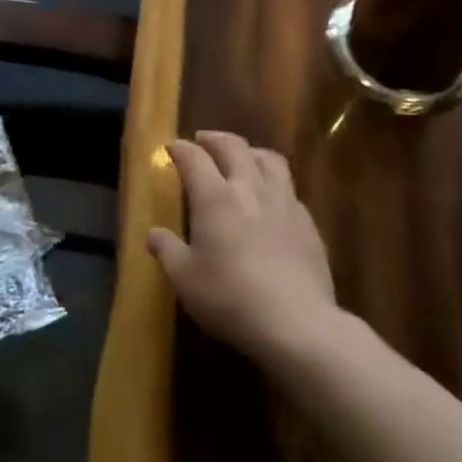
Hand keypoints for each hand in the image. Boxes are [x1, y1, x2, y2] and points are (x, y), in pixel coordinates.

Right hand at [148, 131, 337, 368]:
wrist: (296, 323)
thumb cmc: (230, 299)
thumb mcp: (185, 280)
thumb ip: (168, 251)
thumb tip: (153, 234)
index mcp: (215, 198)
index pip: (194, 158)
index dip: (180, 148)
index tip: (171, 147)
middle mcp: (250, 188)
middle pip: (234, 147)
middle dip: (214, 139)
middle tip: (203, 140)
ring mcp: (284, 202)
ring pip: (269, 159)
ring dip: (250, 151)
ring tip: (242, 158)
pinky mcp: (307, 221)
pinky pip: (289, 188)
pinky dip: (274, 183)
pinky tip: (271, 199)